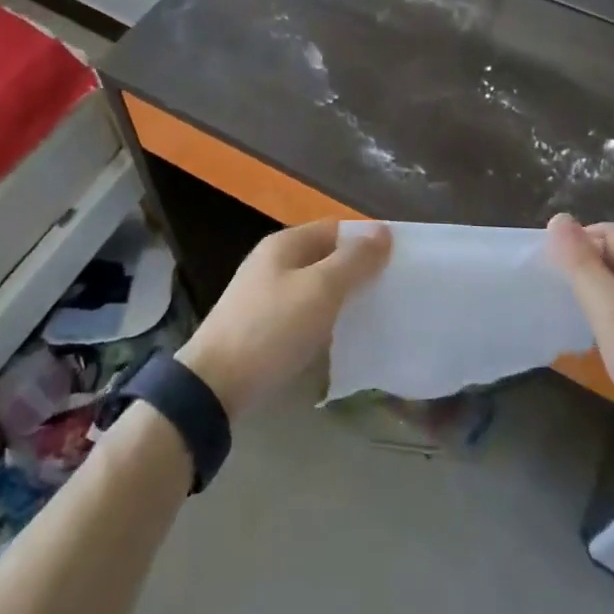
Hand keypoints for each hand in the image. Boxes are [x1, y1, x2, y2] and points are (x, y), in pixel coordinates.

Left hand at [177, 219, 389, 416]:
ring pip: (315, 287)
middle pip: (325, 257)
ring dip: (342, 298)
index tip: (399, 263)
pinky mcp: (262, 326)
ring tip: (374, 315)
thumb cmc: (272, 328)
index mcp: (285, 244)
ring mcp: (265, 294)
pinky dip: (324, 320)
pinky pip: (303, 313)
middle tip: (391, 292)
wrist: (215, 384)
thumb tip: (383, 231)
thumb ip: (353, 261)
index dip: (367, 241)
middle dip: (357, 271)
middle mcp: (273, 262)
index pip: (336, 229)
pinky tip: (340, 338)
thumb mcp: (320, 290)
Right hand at [547, 214, 613, 488]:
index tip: (549, 271)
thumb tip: (558, 218)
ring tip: (575, 316)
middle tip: (558, 295)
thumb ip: (582, 266)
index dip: (577, 244)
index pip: (610, 233)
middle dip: (588, 269)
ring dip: (601, 293)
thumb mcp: (612, 314)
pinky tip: (605, 338)